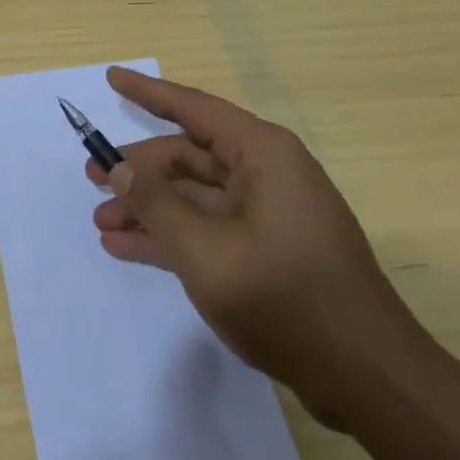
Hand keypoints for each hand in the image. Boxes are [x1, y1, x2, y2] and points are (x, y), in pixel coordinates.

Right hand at [86, 66, 429, 423]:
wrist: (368, 380)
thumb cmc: (286, 299)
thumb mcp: (205, 250)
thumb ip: (155, 203)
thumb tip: (117, 167)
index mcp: (262, 155)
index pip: (194, 109)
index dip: (148, 93)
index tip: (113, 78)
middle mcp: (266, 174)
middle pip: (189, 157)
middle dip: (139, 170)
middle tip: (91, 179)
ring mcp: (268, 215)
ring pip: (194, 196)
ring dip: (149, 207)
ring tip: (102, 222)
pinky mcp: (268, 251)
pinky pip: (208, 227)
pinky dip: (171, 235)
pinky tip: (128, 247)